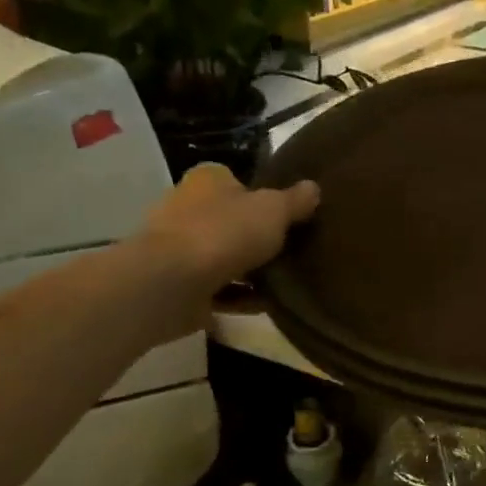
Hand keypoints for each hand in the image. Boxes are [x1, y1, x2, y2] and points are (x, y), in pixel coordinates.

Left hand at [130, 163, 319, 335]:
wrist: (171, 284)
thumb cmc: (224, 233)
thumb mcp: (274, 209)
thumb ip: (296, 200)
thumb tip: (313, 188)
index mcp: (207, 181)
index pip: (237, 182)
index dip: (263, 196)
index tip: (289, 215)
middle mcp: (187, 209)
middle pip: (231, 220)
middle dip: (257, 236)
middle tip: (293, 249)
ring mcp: (179, 249)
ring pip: (224, 257)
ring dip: (250, 270)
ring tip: (287, 281)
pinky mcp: (178, 286)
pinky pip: (218, 290)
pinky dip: (240, 297)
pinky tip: (267, 305)